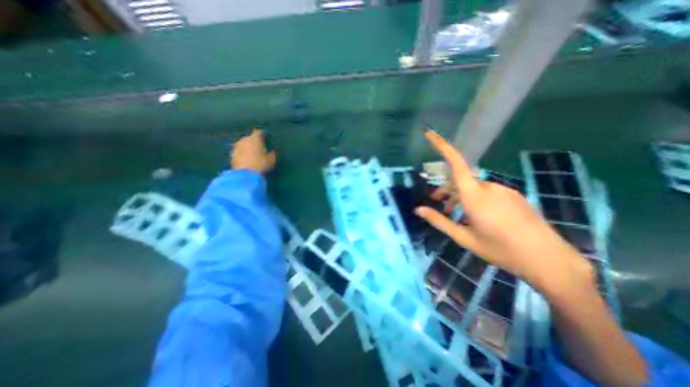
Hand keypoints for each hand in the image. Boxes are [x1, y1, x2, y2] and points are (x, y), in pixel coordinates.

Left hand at [230, 129, 275, 172]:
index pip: (259, 132)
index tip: (266, 137)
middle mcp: (244, 140)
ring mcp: (236, 147)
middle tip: (260, 146)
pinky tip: (247, 159)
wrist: (244, 176)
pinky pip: (239, 152)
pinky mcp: (232, 156)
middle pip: (249, 138)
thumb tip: (273, 151)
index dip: (263, 134)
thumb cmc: (261, 165)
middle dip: (254, 141)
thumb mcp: (271, 160)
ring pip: (243, 144)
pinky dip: (243, 154)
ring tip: (253, 153)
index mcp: (255, 138)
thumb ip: (272, 154)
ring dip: (248, 147)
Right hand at [415, 131, 593, 294]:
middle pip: (461, 179)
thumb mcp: (464, 238)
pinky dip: (475, 198)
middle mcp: (489, 188)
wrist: (548, 260)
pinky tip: (477, 216)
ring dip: (460, 196)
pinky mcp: (514, 195)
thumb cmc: (500, 250)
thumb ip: (439, 221)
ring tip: (457, 215)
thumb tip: (418, 209)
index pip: (456, 164)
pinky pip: (488, 192)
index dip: (442, 147)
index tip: (430, 135)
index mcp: (475, 197)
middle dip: (446, 189)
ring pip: (474, 187)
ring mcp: (504, 190)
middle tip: (438, 205)